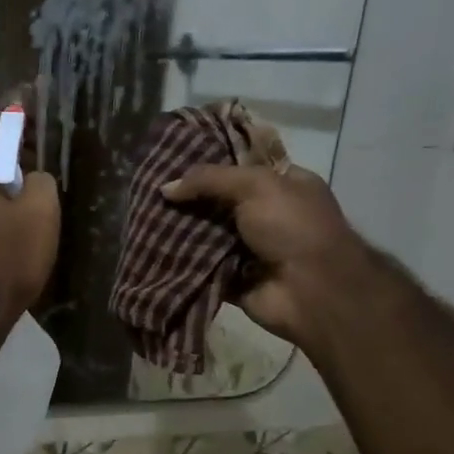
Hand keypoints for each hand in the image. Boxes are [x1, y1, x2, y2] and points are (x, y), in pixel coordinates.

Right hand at [161, 159, 370, 347]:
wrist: (312, 292)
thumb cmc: (293, 228)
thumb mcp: (256, 186)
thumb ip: (210, 180)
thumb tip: (165, 188)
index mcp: (283, 185)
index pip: (240, 167)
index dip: (208, 163)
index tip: (170, 162)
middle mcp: (267, 215)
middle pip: (218, 202)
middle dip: (187, 200)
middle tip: (148, 193)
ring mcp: (249, 249)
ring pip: (205, 234)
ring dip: (179, 231)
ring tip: (141, 220)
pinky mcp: (233, 278)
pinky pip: (200, 266)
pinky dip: (181, 262)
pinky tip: (152, 250)